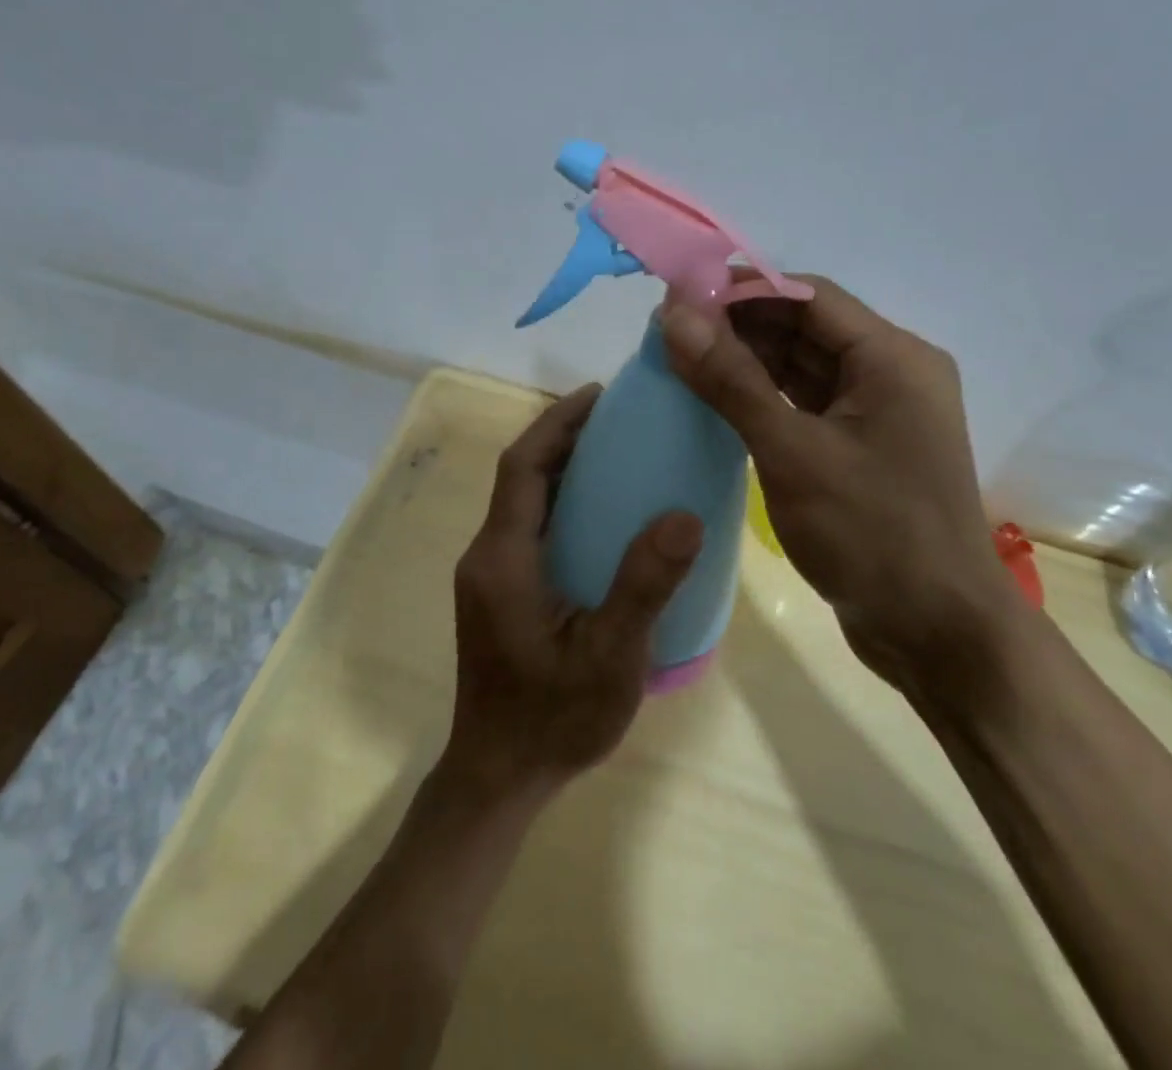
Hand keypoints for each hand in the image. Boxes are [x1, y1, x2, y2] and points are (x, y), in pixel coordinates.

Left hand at [445, 384, 703, 801]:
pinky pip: (528, 527)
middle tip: (618, 418)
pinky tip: (600, 514)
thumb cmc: (553, 719)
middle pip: (520, 476)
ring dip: (561, 468)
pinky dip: (560, 502)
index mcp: (504, 558)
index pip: (523, 467)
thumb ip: (644, 585)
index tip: (598, 395)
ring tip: (615, 452)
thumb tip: (684, 514)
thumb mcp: (611, 656)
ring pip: (523, 501)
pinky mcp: (498, 592)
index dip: (556, 423)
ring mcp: (489, 574)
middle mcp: (487, 555)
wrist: (499, 776)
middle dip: (562, 437)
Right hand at [660, 278, 1019, 708]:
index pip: (807, 296)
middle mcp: (891, 372)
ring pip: (802, 366)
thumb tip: (674, 314)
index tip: (679, 296)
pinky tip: (715, 398)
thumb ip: (731, 380)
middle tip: (670, 331)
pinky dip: (763, 397)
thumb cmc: (871, 534)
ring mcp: (877, 412)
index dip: (742, 288)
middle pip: (804, 328)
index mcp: (892, 358)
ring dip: (746, 360)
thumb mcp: (793, 452)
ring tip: (681, 358)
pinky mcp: (861, 446)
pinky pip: (806, 403)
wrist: (936, 633)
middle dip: (738, 325)